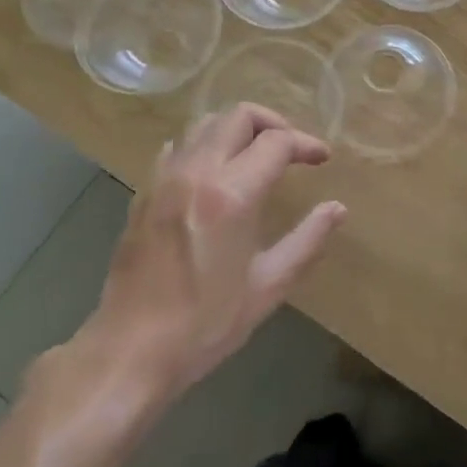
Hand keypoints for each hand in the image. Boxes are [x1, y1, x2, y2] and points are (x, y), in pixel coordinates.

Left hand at [76, 105, 343, 402]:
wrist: (129, 351)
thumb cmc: (204, 324)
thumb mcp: (267, 287)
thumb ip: (307, 240)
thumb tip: (338, 209)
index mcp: (231, 193)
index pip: (276, 141)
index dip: (305, 143)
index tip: (322, 159)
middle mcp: (197, 171)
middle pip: (239, 115)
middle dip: (273, 123)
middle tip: (292, 150)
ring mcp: (165, 178)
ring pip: (206, 123)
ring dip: (237, 129)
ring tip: (256, 155)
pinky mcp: (145, 191)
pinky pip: (179, 146)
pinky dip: (204, 145)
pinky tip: (214, 172)